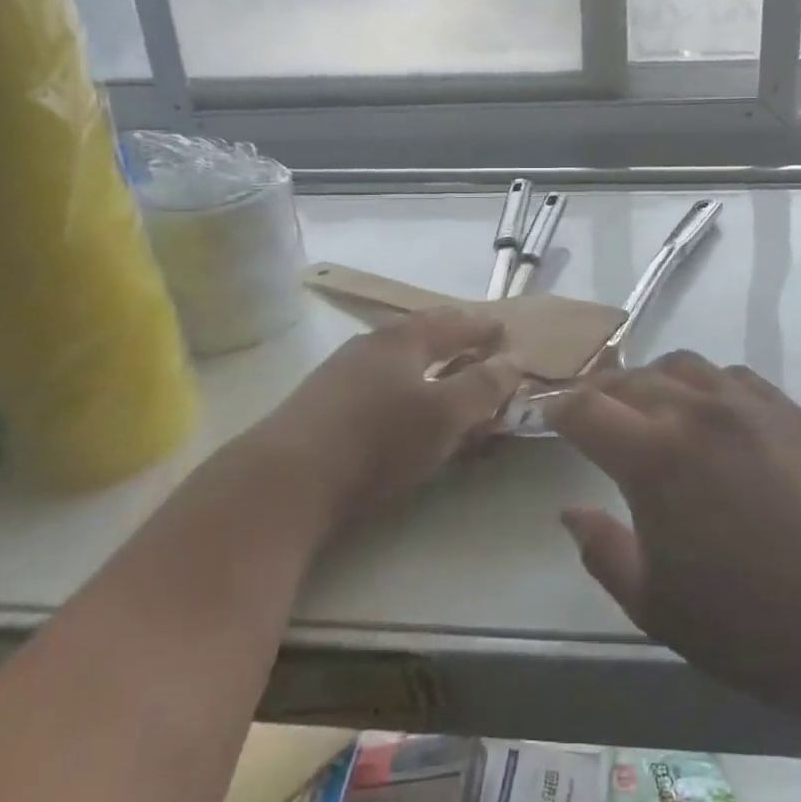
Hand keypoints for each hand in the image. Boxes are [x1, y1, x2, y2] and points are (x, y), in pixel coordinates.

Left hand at [253, 309, 522, 529]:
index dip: (480, 327)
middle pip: (419, 333)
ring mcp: (340, 373)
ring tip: (442, 375)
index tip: (502, 330)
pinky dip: (402, 386)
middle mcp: (370, 346)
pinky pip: (377, 383)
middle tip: (475, 344)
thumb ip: (482, 387)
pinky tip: (399, 407)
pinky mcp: (322, 404)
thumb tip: (513, 360)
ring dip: (425, 363)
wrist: (287, 478)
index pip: (452, 323)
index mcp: (403, 340)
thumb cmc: (377, 440)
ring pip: (396, 359)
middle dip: (451, 337)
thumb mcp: (444, 415)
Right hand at [545, 352, 800, 715]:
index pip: (586, 409)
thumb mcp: (654, 605)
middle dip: (600, 393)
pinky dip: (704, 384)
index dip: (560, 410)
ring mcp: (746, 404)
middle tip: (592, 414)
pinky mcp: (788, 410)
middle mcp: (694, 412)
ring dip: (652, 379)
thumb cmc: (749, 624)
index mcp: (652, 457)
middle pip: (630, 379)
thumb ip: (602, 551)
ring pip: (681, 365)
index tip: (550, 418)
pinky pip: (731, 375)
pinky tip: (710, 411)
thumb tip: (570, 511)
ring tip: (649, 405)